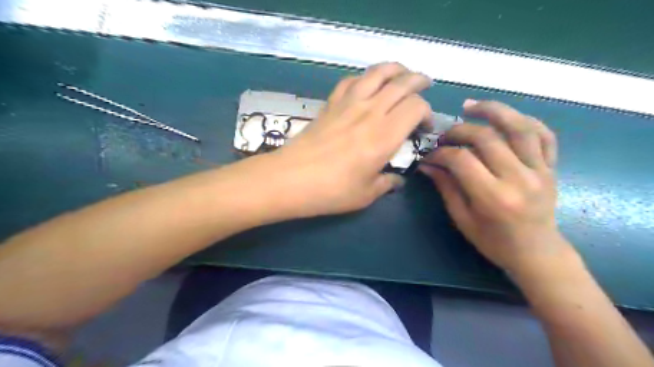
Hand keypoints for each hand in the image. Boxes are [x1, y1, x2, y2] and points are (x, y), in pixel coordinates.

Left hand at [255, 61, 432, 217]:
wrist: (291, 179)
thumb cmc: (332, 190)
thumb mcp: (366, 194)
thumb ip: (387, 183)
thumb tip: (397, 180)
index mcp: (385, 135)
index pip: (416, 107)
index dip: (427, 113)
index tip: (424, 128)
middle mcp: (370, 112)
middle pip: (401, 82)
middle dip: (418, 81)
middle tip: (425, 86)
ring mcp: (348, 103)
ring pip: (377, 73)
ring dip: (394, 69)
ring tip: (402, 74)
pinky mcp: (331, 103)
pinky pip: (351, 80)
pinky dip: (364, 77)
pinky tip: (367, 84)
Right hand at [419, 98, 573, 272]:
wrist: (536, 252)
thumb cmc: (493, 241)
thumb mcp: (462, 218)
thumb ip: (445, 187)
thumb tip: (427, 163)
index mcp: (493, 197)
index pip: (461, 160)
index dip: (441, 153)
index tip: (430, 155)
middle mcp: (518, 179)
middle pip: (487, 138)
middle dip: (459, 131)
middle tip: (445, 135)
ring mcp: (540, 170)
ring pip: (519, 127)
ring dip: (493, 110)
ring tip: (471, 106)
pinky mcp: (551, 167)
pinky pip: (544, 135)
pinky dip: (525, 120)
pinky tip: (505, 117)